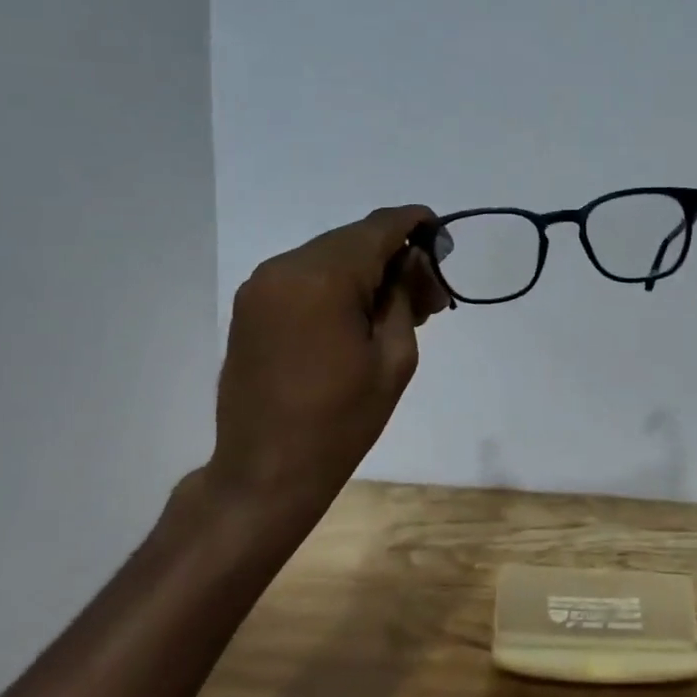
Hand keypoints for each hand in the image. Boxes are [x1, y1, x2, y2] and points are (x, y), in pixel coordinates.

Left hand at [186, 205, 449, 549]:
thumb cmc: (341, 421)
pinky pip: (305, 276)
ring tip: (398, 310)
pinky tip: (360, 315)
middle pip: (354, 238)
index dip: (417, 224)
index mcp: (322, 278)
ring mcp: (261, 285)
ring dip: (367, 271)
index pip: (380, 227)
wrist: (265, 471)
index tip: (444, 243)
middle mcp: (285, 267)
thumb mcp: (394, 357)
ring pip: (329, 256)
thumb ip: (406, 296)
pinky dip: (337, 285)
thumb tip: (414, 260)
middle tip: (429, 296)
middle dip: (396, 255)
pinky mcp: (251, 306)